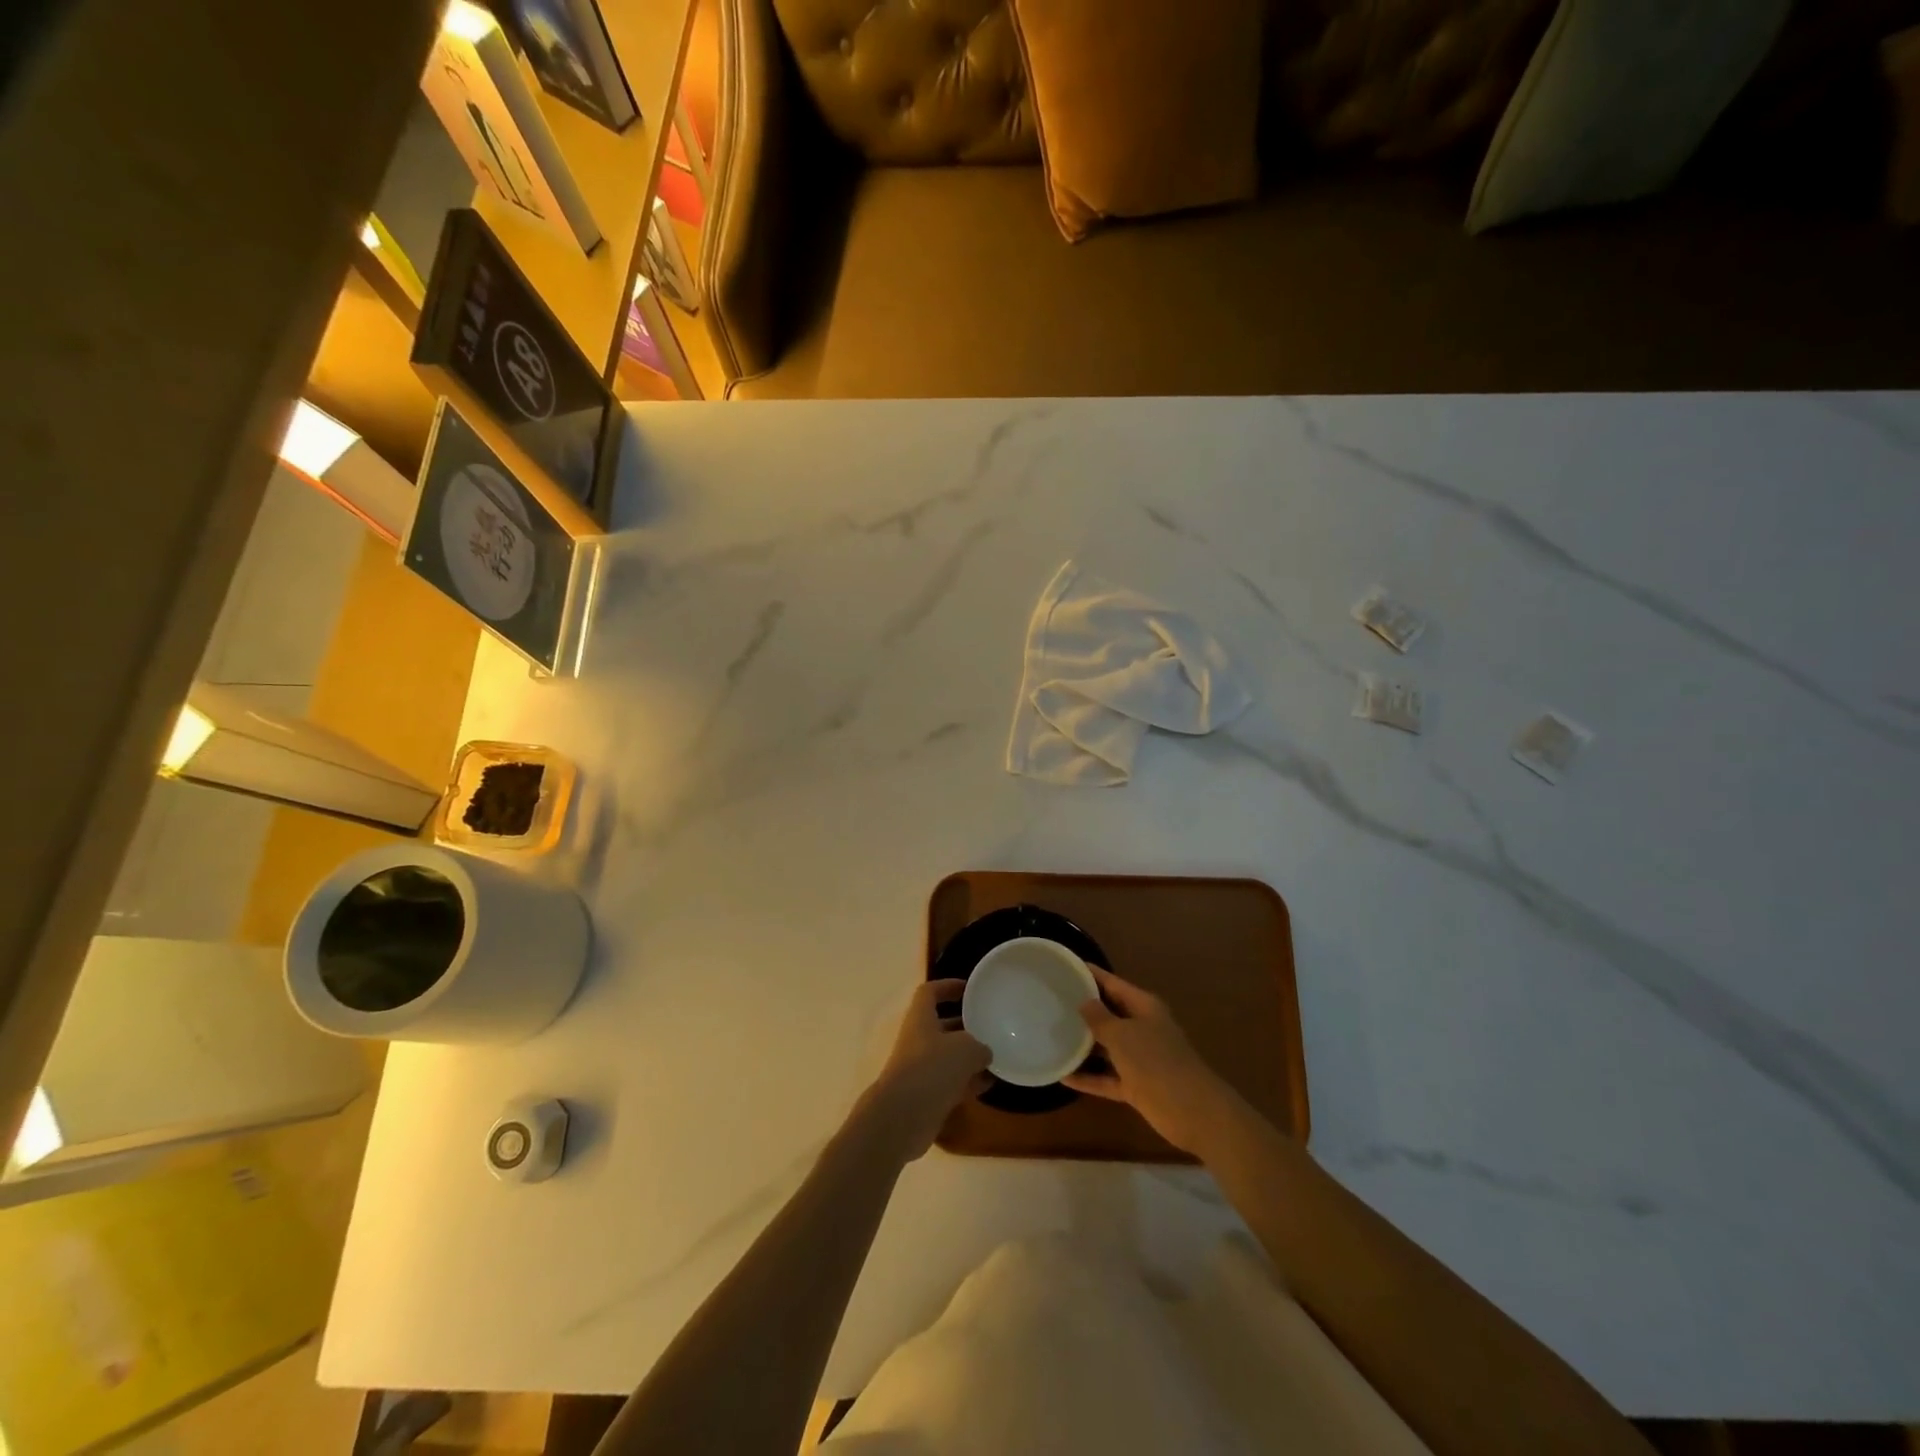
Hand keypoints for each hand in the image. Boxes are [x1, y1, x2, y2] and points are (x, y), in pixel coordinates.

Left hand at [859, 979, 990, 1161]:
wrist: (902, 1118)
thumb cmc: (932, 1068)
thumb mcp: (965, 1049)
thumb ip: (979, 1046)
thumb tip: (984, 1053)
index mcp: (921, 1018)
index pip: (930, 991)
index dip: (948, 986)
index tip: (969, 988)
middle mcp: (917, 1040)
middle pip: (941, 1025)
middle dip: (965, 1024)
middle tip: (989, 1024)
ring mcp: (920, 1069)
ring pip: (947, 1056)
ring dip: (969, 1056)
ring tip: (996, 1056)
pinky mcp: (925, 1095)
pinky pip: (950, 1082)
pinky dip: (968, 1082)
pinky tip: (989, 1084)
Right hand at [1064, 967, 1236, 1153]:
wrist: (1192, 1111)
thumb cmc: (1155, 1061)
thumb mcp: (1123, 1035)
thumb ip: (1100, 1018)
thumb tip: (1084, 1002)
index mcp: (1144, 1007)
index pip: (1112, 983)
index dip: (1090, 974)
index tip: (1065, 967)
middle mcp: (1142, 1028)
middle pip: (1109, 1014)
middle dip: (1083, 1009)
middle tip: (1051, 1002)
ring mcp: (1140, 1058)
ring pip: (1107, 1047)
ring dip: (1084, 1045)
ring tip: (1051, 1036)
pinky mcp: (1136, 1085)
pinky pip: (1107, 1077)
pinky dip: (1088, 1078)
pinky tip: (1063, 1076)